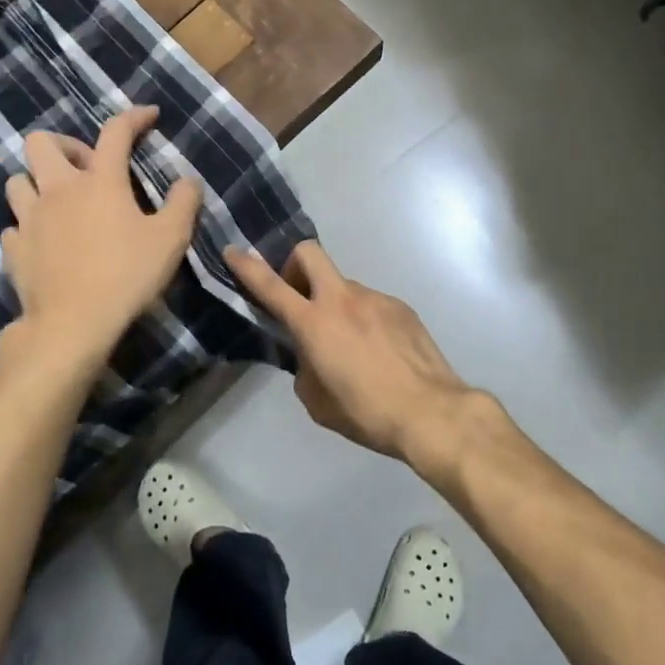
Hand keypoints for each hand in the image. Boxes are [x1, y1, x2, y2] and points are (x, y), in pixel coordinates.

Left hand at [1, 107, 201, 363]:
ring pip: (18, 181)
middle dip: (65, 145)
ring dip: (38, 182)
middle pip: (41, 142)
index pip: (115, 132)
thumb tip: (188, 180)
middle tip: (88, 167)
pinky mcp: (14, 249)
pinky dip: (28, 226)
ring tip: (60, 202)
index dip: (134, 117)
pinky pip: (14, 225)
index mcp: (100, 181)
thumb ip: (183, 203)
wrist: (72, 325)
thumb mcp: (171, 239)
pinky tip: (44, 241)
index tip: (150, 115)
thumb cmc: (127, 275)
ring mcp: (29, 219)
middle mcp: (58, 190)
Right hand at [224, 240, 490, 466]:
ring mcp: (376, 298)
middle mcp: (343, 300)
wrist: (431, 411)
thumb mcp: (318, 402)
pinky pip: (372, 304)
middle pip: (309, 254)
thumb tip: (312, 357)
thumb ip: (305, 370)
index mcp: (314, 323)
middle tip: (299, 296)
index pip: (271, 286)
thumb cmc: (367, 413)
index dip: (248, 267)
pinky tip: (379, 351)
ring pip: (344, 286)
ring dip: (336, 304)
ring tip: (351, 346)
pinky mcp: (401, 307)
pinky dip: (364, 319)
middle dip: (295, 265)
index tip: (234, 252)